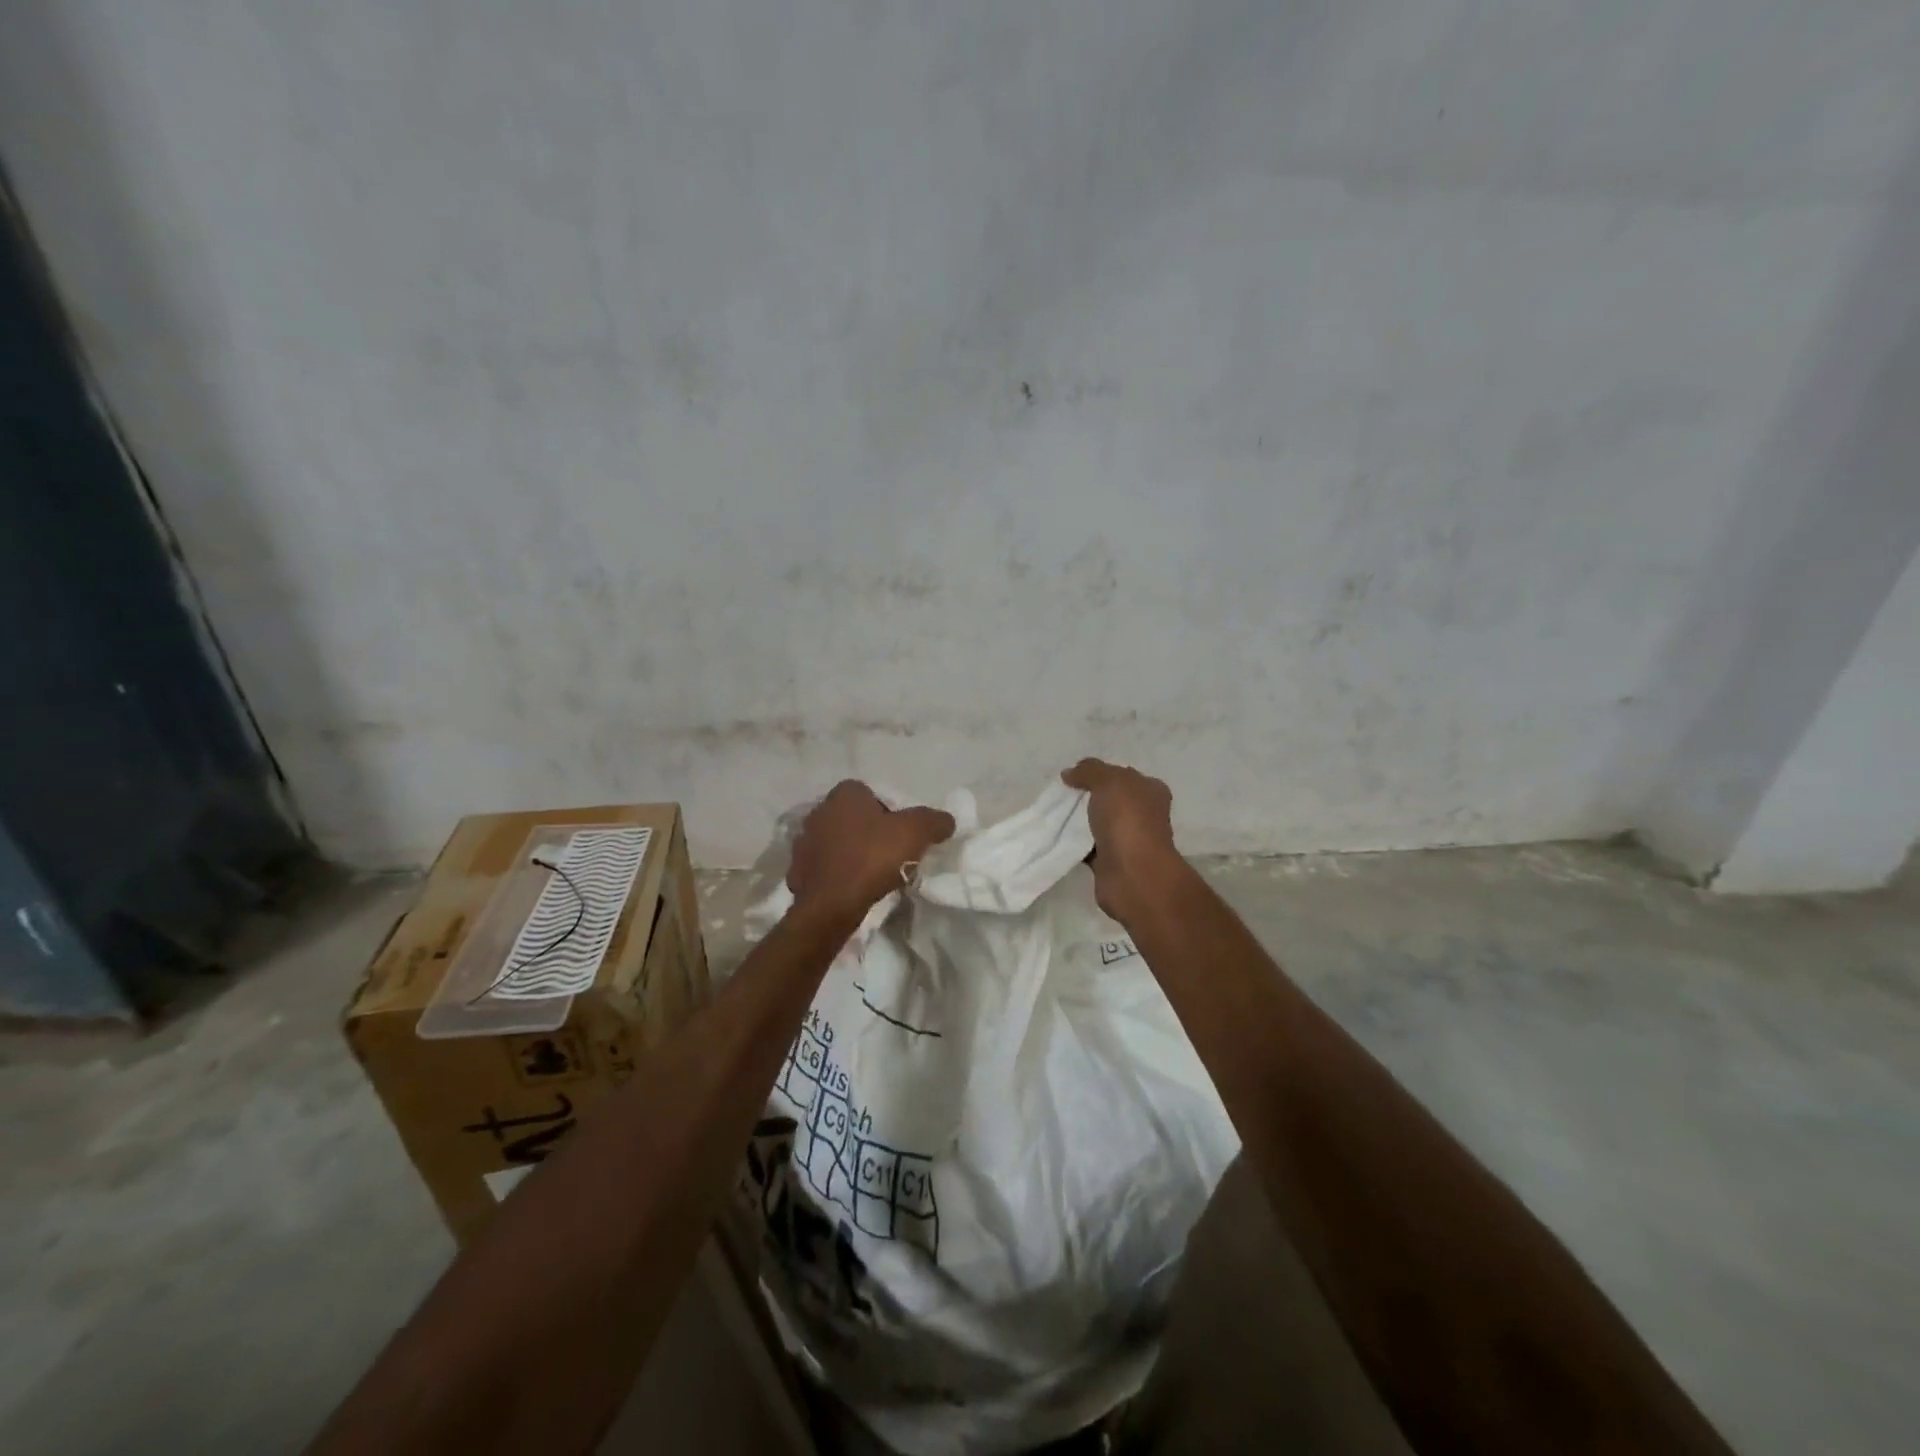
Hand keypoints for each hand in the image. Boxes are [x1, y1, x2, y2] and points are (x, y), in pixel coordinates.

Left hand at [787, 781, 955, 917]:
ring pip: (837, 842)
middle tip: (890, 853)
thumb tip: (946, 820)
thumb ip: (933, 821)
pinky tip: (853, 888)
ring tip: (872, 874)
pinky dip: (838, 874)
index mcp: (844, 794)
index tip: (902, 835)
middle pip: (853, 818)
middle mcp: (819, 811)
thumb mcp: (915, 832)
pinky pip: (825, 867)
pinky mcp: (798, 871)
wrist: (832, 904)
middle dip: (870, 832)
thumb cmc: (873, 857)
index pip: (871, 794)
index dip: (890, 812)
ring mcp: (804, 841)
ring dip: (852, 853)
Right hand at [1062, 758, 1185, 924]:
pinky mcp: (1112, 862)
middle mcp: (1143, 815)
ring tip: (1053, 814)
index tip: (1074, 776)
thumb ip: (1089, 771)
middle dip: (1086, 797)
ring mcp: (1129, 840)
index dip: (1101, 773)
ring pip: (1098, 824)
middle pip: (1110, 800)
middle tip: (1060, 795)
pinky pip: (1089, 847)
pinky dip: (1075, 844)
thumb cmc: (1128, 820)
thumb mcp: (1108, 781)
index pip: (1124, 775)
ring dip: (1079, 821)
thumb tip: (1069, 773)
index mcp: (1150, 791)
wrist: (1132, 875)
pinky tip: (1057, 837)